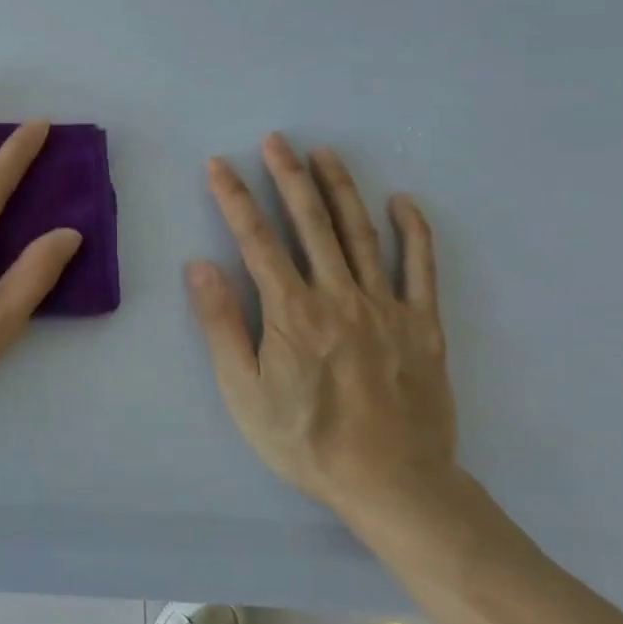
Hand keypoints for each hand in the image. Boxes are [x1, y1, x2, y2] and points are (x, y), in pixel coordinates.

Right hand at [185, 134, 457, 519]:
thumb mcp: (244, 392)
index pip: (256, 239)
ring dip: (340, 189)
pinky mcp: (423, 324)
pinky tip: (403, 202)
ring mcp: (386, 306)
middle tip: (277, 140)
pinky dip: (414, 231)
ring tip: (324, 154)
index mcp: (291, 311)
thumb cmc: (306, 441)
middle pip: (310, 223)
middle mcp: (338, 296)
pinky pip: (422, 268)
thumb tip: (199, 266)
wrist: (393, 484)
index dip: (234, 197)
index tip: (219, 164)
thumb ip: (222, 326)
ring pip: (360, 234)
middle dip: (288, 176)